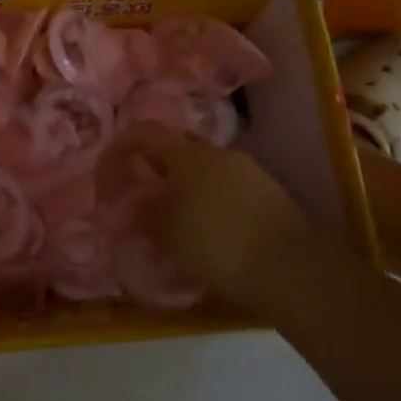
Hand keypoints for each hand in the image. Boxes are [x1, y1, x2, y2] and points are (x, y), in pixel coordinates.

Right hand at [107, 125, 311, 306]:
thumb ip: (146, 215)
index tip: (110, 167)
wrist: (290, 267)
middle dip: (158, 165)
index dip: (123, 145)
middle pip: (179, 147)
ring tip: (179, 215)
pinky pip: (230, 185)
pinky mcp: (270, 191)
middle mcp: (218, 152)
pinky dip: (213, 198)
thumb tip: (137, 205)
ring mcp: (249, 169)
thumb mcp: (168, 235)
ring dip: (188, 184)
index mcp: (187, 155)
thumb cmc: (216, 245)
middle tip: (145, 192)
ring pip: (207, 167)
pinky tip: (212, 226)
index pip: (146, 132)